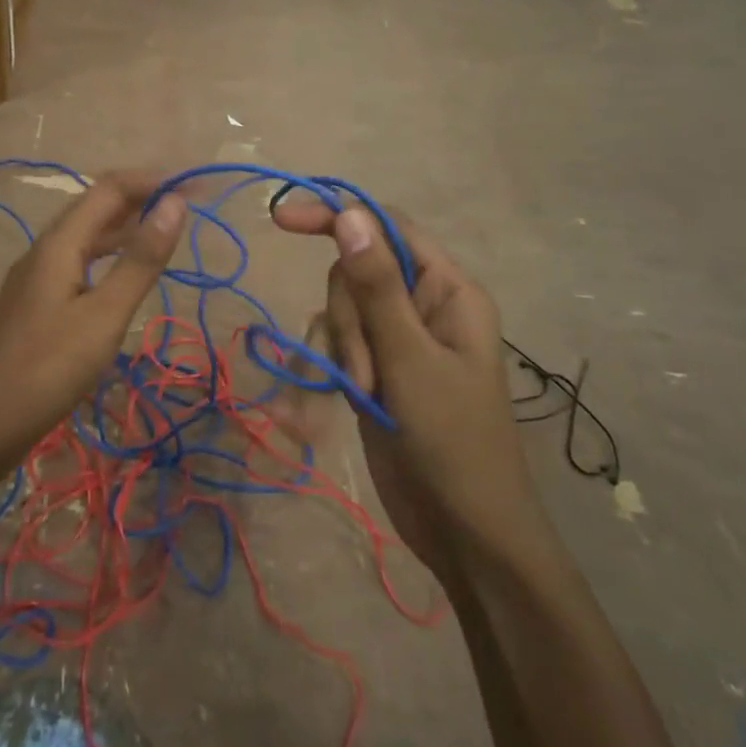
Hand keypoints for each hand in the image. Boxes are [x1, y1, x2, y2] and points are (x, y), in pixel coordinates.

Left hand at [0, 173, 187, 472]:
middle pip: (95, 208)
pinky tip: (124, 276)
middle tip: (187, 209)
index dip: (152, 181)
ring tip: (165, 233)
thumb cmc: (47, 369)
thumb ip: (140, 260)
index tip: (196, 189)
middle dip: (141, 199)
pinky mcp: (36, 305)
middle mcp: (44, 251)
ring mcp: (36, 278)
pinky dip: (109, 257)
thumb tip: (175, 203)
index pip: (109, 189)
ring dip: (125, 227)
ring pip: (85, 237)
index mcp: (59, 244)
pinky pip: (78, 263)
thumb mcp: (104, 315)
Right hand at [273, 200, 537, 580]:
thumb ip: (377, 285)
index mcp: (447, 291)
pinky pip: (337, 348)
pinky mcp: (376, 372)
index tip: (280, 221)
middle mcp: (422, 306)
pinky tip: (327, 408)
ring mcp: (397, 341)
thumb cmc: (453, 441)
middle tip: (364, 372)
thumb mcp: (410, 359)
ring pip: (340, 313)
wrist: (465, 532)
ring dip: (339, 352)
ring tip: (362, 396)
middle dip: (347, 320)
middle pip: (356, 274)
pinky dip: (328, 372)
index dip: (337, 216)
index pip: (387, 228)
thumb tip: (349, 214)